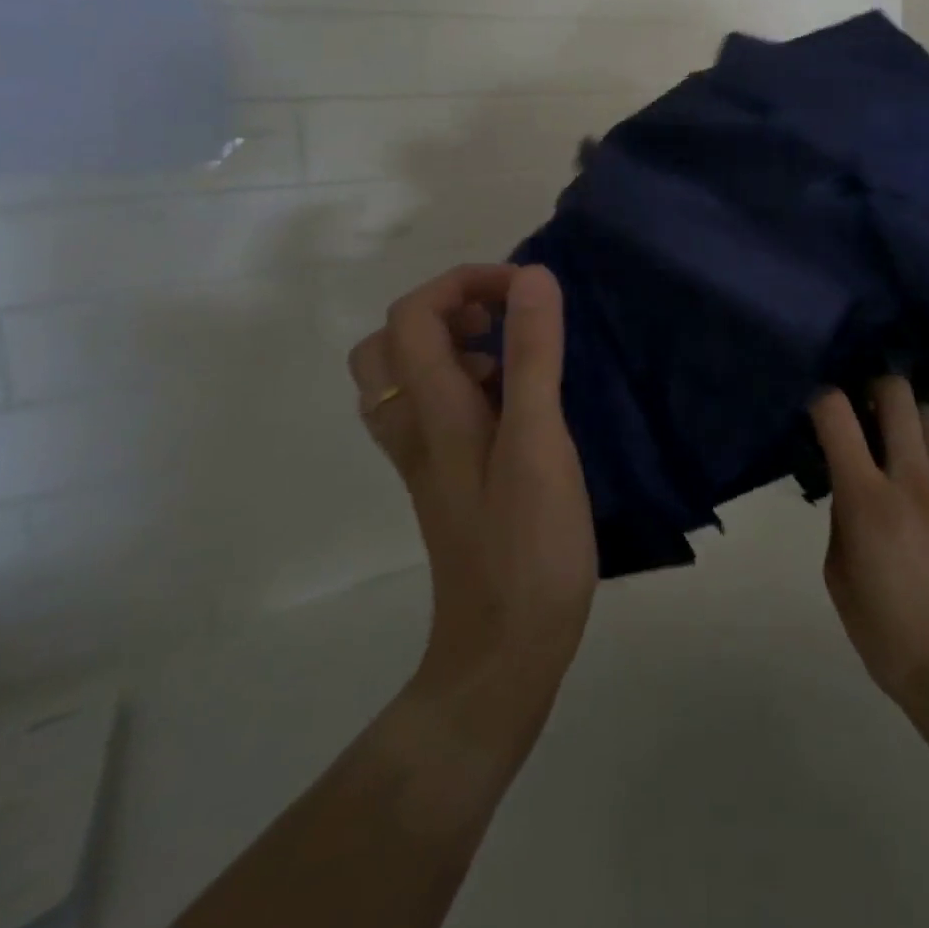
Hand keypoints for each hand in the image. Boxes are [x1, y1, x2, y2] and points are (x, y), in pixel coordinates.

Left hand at [349, 264, 595, 732]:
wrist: (505, 649)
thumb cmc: (527, 543)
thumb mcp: (538, 441)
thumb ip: (533, 357)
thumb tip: (533, 278)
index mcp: (432, 411)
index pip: (414, 314)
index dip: (464, 281)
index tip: (526, 289)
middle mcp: (414, 429)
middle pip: (390, 344)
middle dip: (446, 309)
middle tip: (503, 320)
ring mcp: (426, 458)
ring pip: (404, 379)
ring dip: (450, 347)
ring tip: (510, 359)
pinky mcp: (445, 481)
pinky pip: (432, 410)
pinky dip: (461, 383)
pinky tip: (511, 405)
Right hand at [811, 377, 928, 716]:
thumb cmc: (883, 628)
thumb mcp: (837, 569)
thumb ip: (841, 511)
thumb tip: (848, 477)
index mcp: (868, 500)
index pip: (837, 414)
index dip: (820, 398)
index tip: (814, 407)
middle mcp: (913, 479)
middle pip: (896, 393)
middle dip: (871, 388)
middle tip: (860, 411)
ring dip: (906, 416)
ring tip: (893, 440)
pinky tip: (921, 473)